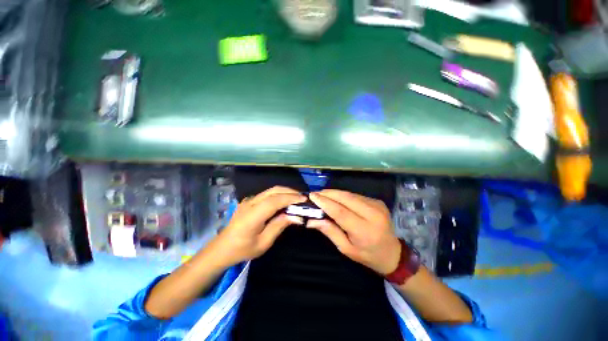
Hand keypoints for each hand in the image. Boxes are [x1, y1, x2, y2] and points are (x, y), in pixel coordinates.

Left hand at [212, 186, 305, 266]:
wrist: (222, 248)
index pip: (274, 201)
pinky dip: (279, 195)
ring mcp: (249, 200)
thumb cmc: (242, 249)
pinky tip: (284, 201)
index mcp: (252, 215)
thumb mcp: (263, 243)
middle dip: (290, 192)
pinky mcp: (249, 201)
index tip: (304, 199)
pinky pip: (267, 194)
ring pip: (270, 190)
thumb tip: (296, 216)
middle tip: (302, 198)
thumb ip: (278, 226)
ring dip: (285, 192)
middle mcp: (250, 203)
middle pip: (273, 191)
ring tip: (296, 199)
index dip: (290, 198)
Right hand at [308, 190, 400, 274]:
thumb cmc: (367, 255)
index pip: (340, 212)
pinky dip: (343, 195)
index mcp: (365, 231)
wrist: (392, 253)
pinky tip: (336, 198)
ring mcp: (377, 205)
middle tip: (315, 193)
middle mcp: (373, 214)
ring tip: (322, 195)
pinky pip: (356, 195)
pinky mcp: (377, 201)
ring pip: (350, 194)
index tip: (312, 196)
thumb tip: (311, 220)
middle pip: (346, 198)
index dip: (325, 202)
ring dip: (335, 193)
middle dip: (328, 193)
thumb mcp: (346, 248)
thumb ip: (330, 231)